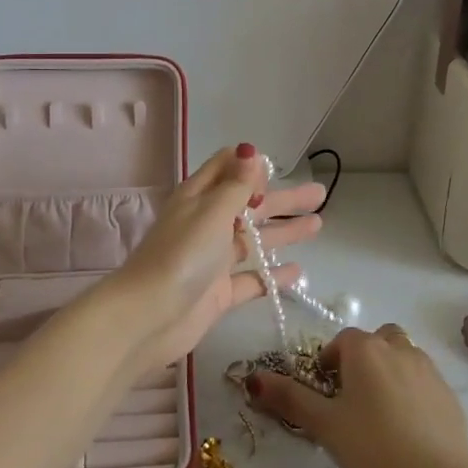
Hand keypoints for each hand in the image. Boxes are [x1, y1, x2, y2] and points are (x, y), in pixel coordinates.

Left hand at [96, 144, 324, 371]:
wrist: (148, 317)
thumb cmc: (182, 255)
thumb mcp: (212, 211)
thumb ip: (237, 185)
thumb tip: (250, 151)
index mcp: (199, 197)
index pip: (226, 168)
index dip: (250, 166)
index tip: (276, 169)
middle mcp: (206, 223)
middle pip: (250, 205)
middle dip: (283, 198)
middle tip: (319, 193)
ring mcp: (213, 259)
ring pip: (254, 240)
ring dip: (284, 232)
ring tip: (318, 224)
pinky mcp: (218, 292)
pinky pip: (251, 279)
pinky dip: (273, 275)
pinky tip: (298, 272)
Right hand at [245, 325, 467, 467]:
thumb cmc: (372, 445)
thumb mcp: (324, 424)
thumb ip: (289, 398)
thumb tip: (254, 377)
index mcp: (365, 348)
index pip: (341, 340)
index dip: (329, 363)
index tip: (326, 394)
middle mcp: (397, 347)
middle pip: (375, 341)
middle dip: (362, 360)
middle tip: (353, 400)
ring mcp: (427, 367)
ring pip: (402, 357)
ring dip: (389, 372)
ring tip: (380, 414)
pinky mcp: (448, 392)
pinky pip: (423, 381)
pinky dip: (412, 393)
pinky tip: (407, 429)